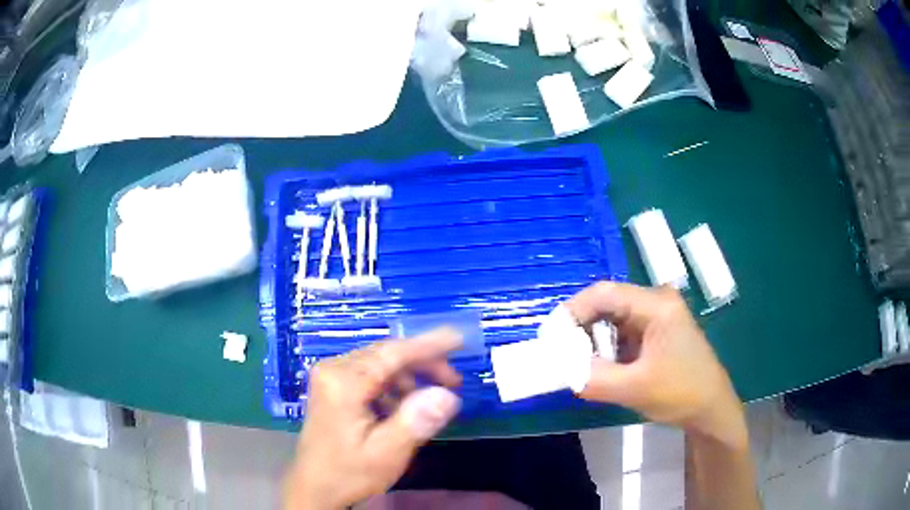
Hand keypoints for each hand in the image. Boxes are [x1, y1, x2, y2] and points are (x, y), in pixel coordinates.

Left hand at [283, 330, 462, 509]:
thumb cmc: (349, 473)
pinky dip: (394, 386)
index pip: (392, 354)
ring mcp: (331, 376)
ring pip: (380, 363)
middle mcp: (334, 369)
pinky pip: (370, 375)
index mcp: (343, 383)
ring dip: (409, 376)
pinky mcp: (333, 386)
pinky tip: (403, 407)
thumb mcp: (386, 453)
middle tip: (454, 382)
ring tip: (432, 399)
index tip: (459, 339)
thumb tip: (448, 396)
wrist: (315, 487)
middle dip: (423, 364)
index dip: (429, 345)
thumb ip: (416, 422)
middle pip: (387, 355)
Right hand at [566, 282, 747, 447]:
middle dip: (581, 329)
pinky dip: (606, 349)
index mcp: (657, 305)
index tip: (550, 337)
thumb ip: (593, 378)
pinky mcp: (655, 332)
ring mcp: (657, 317)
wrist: (711, 409)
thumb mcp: (635, 389)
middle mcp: (656, 302)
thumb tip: (560, 369)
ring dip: (593, 342)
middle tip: (562, 355)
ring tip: (581, 365)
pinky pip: (621, 333)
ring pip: (612, 319)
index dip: (572, 311)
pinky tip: (602, 368)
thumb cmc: (681, 393)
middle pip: (606, 304)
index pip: (604, 293)